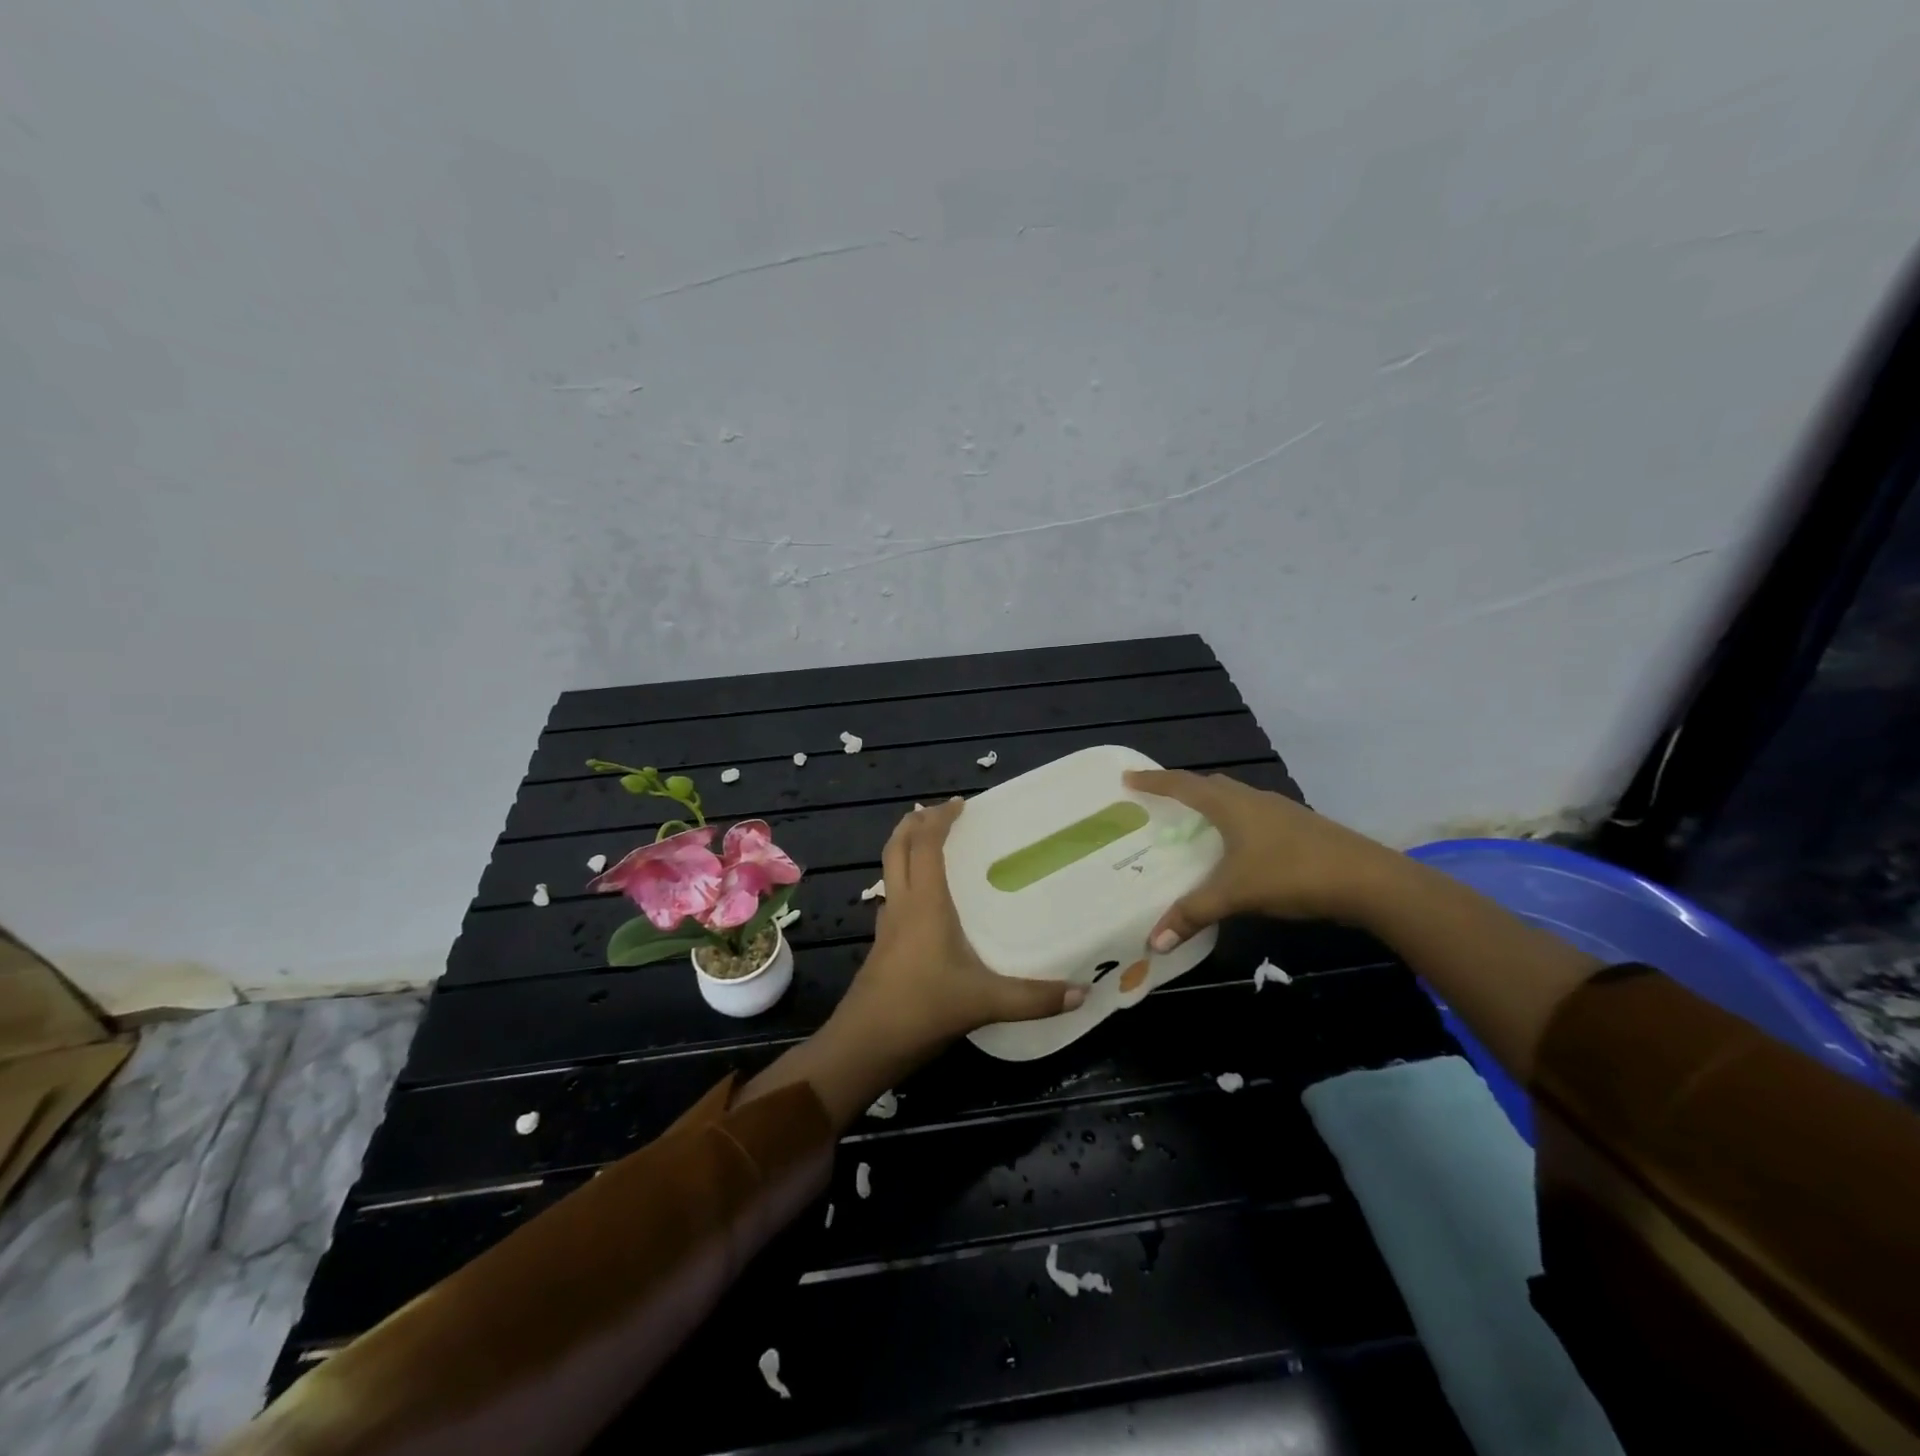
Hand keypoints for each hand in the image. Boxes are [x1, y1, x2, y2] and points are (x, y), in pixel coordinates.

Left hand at [841, 797, 1085, 1058]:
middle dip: (914, 823)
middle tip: (939, 812)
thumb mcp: (984, 1002)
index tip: (960, 803)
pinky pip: (893, 897)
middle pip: (897, 848)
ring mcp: (887, 926)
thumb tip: (1082, 993)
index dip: (939, 818)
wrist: (864, 1045)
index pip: (925, 844)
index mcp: (924, 903)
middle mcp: (902, 905)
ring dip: (906, 849)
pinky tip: (926, 902)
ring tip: (932, 846)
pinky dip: (906, 881)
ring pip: (890, 871)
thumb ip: (1033, 998)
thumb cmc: (921, 1009)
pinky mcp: (882, 946)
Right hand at [1123, 769, 1402, 950]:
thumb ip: (1193, 914)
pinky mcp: (1299, 827)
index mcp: (1230, 805)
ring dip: (1211, 806)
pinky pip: (1254, 815)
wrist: (1367, 879)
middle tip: (1159, 802)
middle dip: (1182, 790)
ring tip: (1193, 825)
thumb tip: (1153, 941)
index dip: (1153, 781)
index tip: (1128, 778)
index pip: (1182, 785)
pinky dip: (1235, 823)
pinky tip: (1238, 848)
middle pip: (1209, 785)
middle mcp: (1252, 799)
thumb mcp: (1235, 894)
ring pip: (1235, 799)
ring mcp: (1280, 811)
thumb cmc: (1291, 874)